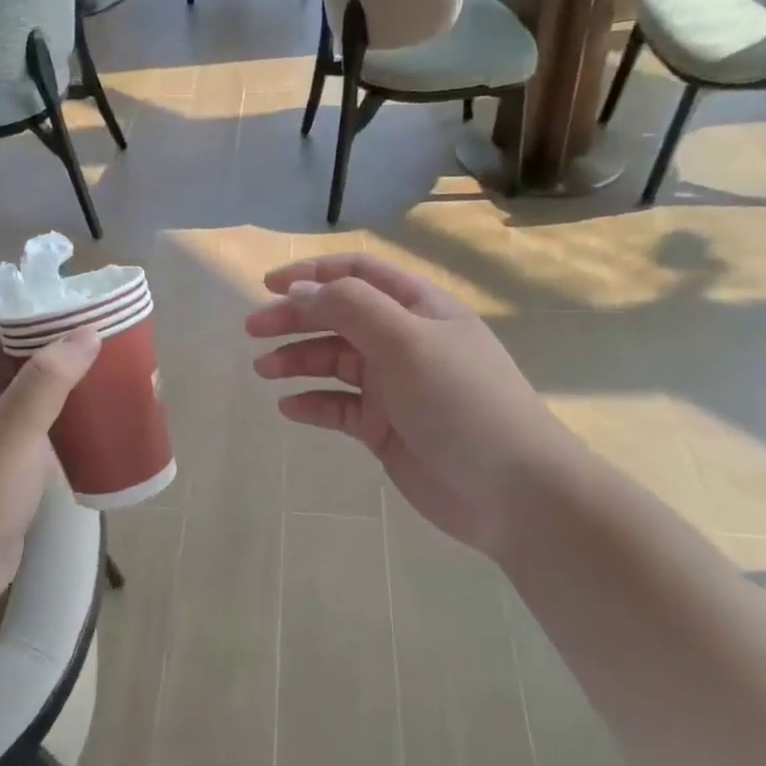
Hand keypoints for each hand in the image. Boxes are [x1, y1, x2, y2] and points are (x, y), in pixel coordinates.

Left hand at [0, 305, 99, 607]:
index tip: (39, 295)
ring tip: (96, 359)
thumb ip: (49, 378)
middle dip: (38, 335)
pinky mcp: (9, 462)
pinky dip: (60, 409)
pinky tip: (92, 410)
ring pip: (22, 387)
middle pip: (0, 352)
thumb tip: (88, 332)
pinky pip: (36, 420)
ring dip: (53, 372)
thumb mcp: (14, 426)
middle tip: (83, 324)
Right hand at [246, 254, 582, 555]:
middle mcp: (405, 341)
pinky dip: (313, 403)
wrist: (513, 491)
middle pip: (339, 317)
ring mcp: (395, 387)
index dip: (313, 274)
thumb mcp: (405, 341)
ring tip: (263, 370)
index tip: (269, 286)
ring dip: (297, 360)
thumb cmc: (461, 401)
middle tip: (253, 330)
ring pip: (334, 362)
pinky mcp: (385, 428)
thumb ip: (349, 308)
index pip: (358, 273)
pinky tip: (289, 408)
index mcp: (419, 308)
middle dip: (295, 318)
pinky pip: (339, 407)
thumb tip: (298, 291)